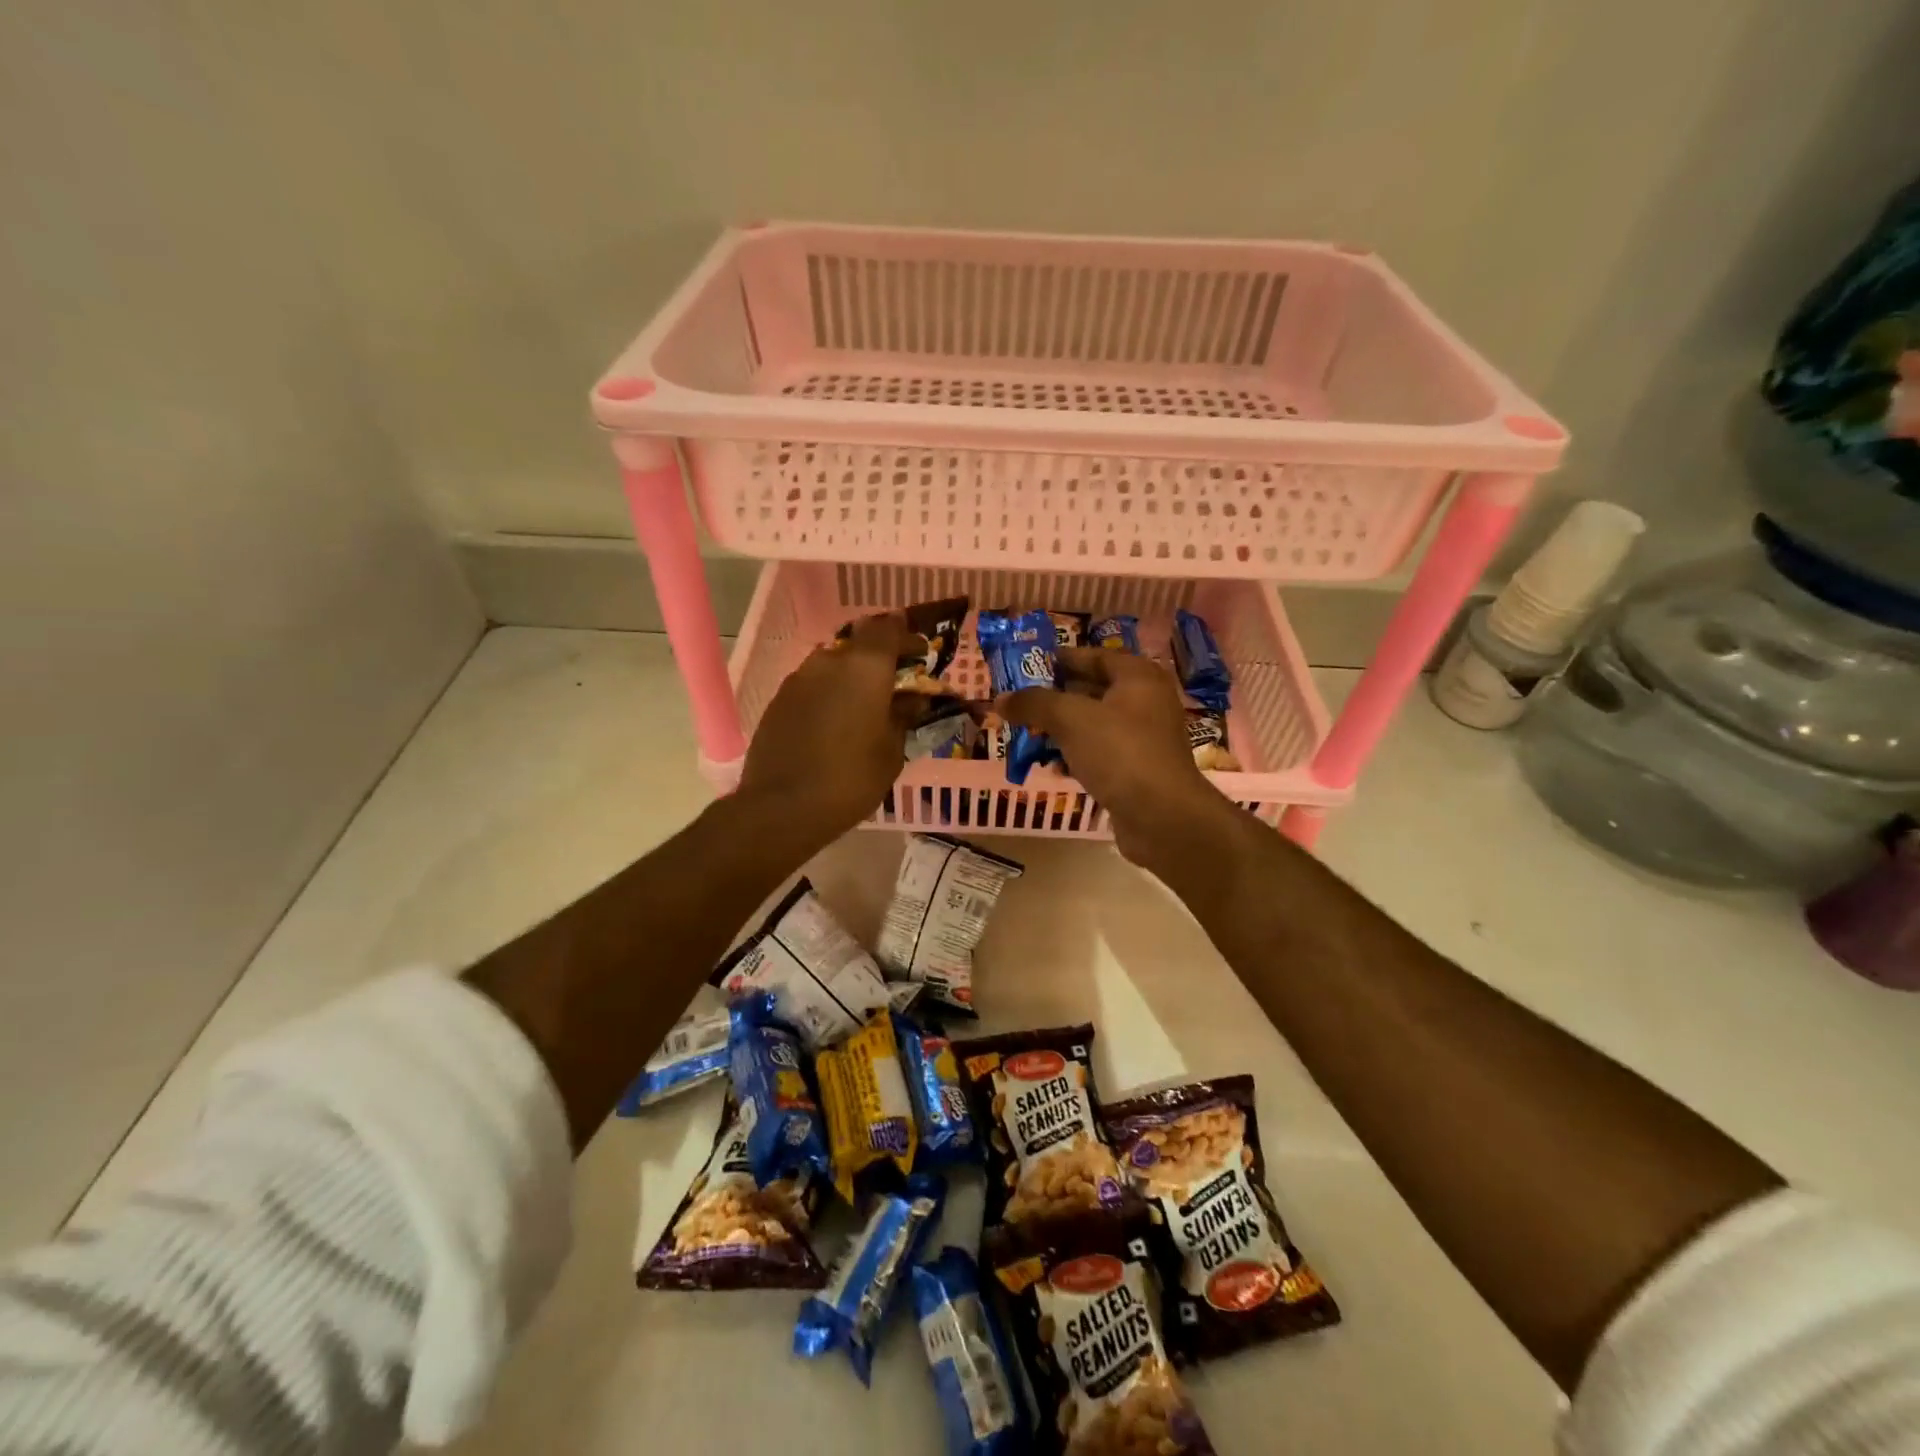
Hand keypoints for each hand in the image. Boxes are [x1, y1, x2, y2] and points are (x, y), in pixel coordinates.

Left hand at [737, 613, 919, 849]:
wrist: (782, 807)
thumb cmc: (851, 778)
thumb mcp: (891, 751)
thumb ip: (903, 717)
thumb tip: (913, 700)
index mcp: (865, 666)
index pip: (889, 628)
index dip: (907, 637)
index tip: (920, 655)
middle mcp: (829, 661)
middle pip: (859, 647)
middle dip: (879, 662)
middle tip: (894, 687)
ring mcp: (798, 679)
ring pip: (833, 667)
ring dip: (851, 681)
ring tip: (864, 710)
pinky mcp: (778, 701)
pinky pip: (813, 688)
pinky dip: (828, 697)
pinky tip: (834, 726)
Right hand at [999, 648, 1239, 868]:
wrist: (1162, 817)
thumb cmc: (1119, 752)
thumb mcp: (1070, 719)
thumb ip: (1034, 703)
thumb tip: (1001, 699)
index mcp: (1137, 677)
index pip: (1093, 656)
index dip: (1059, 660)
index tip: (1025, 667)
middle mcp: (1145, 702)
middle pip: (1092, 690)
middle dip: (1054, 698)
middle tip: (1020, 704)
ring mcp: (1144, 738)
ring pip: (1094, 725)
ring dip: (1061, 730)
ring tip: (1028, 736)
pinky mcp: (1138, 770)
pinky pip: (1100, 754)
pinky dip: (1076, 756)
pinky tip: (1053, 768)